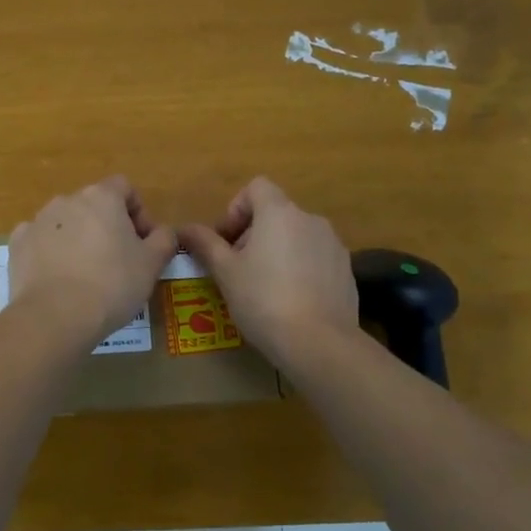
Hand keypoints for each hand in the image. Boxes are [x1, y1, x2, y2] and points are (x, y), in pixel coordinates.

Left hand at [9, 177, 178, 342]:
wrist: (55, 316)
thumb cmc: (112, 285)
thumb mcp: (152, 264)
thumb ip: (164, 240)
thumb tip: (164, 232)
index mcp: (101, 197)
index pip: (125, 187)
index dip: (139, 212)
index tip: (144, 242)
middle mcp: (67, 200)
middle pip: (94, 205)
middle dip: (108, 227)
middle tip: (118, 261)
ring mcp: (38, 220)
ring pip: (66, 223)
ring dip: (78, 239)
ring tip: (86, 274)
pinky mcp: (18, 244)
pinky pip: (40, 241)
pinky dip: (50, 253)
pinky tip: (58, 279)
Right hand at [179, 177, 356, 356]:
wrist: (319, 343)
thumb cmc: (263, 299)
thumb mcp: (225, 272)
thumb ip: (205, 244)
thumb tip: (184, 228)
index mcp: (279, 213)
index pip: (257, 187)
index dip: (237, 208)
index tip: (227, 240)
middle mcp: (310, 220)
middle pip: (276, 213)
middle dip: (254, 234)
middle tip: (238, 268)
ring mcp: (333, 245)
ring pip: (297, 237)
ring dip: (278, 251)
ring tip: (265, 288)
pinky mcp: (346, 270)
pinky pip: (316, 258)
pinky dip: (301, 269)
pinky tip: (292, 301)